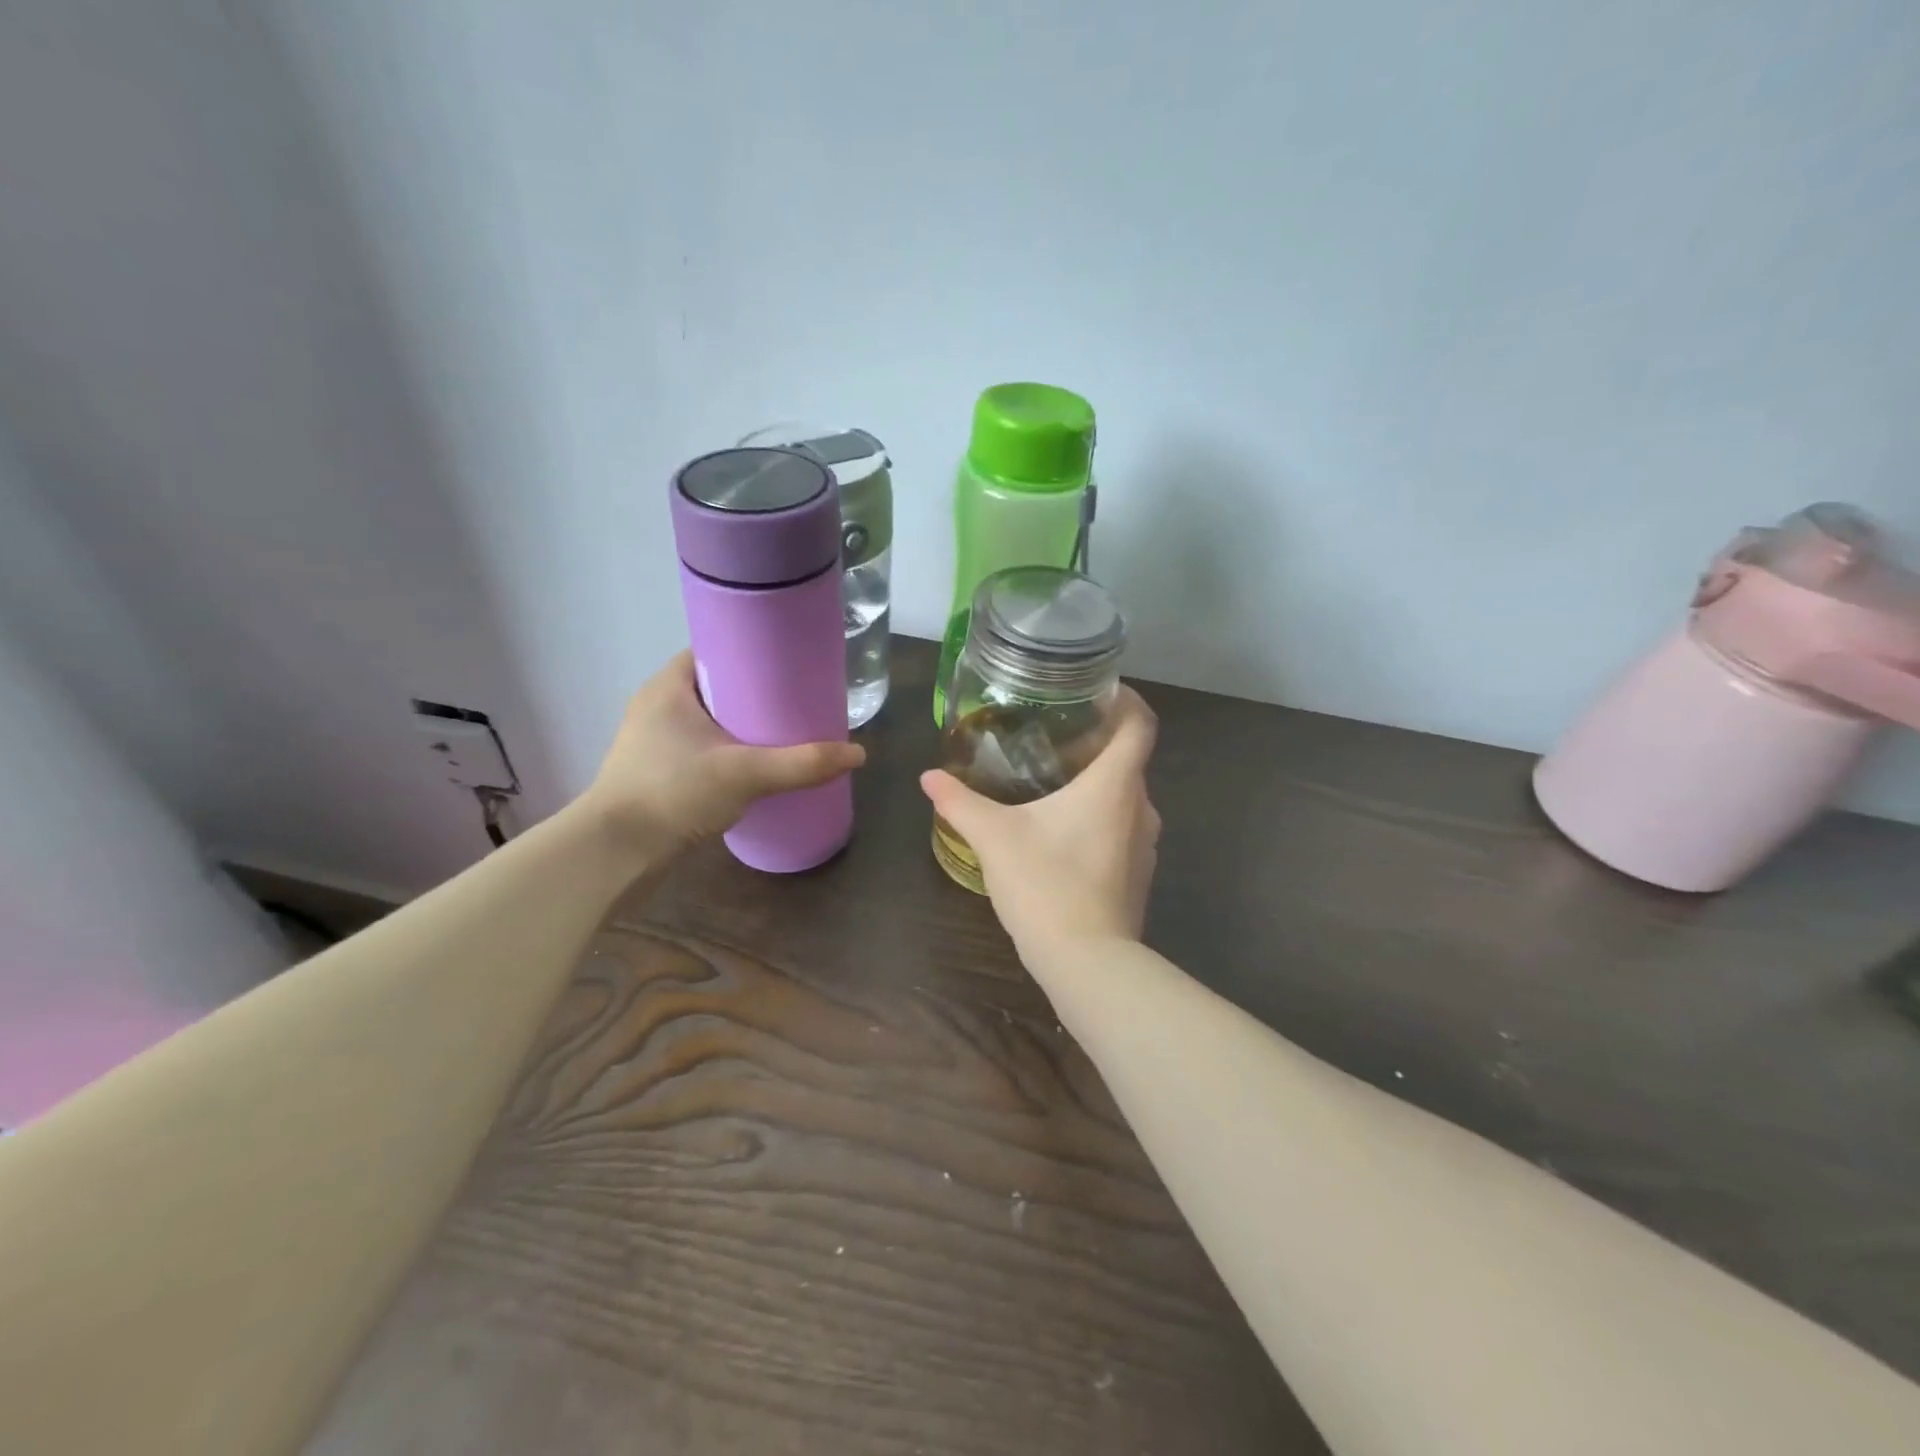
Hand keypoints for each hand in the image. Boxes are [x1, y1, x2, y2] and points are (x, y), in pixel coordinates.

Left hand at [583, 651, 864, 859]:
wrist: (616, 853)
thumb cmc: (673, 793)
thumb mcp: (745, 773)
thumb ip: (802, 763)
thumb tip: (858, 754)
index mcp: (668, 687)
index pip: (713, 651)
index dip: (751, 653)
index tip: (787, 664)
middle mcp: (656, 706)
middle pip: (715, 686)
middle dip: (753, 693)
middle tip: (795, 700)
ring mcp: (652, 741)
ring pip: (707, 720)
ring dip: (740, 724)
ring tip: (782, 731)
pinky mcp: (655, 771)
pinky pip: (699, 747)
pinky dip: (726, 749)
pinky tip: (754, 765)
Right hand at [920, 687, 1160, 960]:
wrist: (1087, 961)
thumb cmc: (1046, 883)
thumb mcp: (994, 837)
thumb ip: (960, 802)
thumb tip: (929, 777)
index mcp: (1115, 784)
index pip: (1140, 724)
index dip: (1125, 700)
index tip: (1098, 692)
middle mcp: (1141, 807)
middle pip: (1130, 759)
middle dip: (1098, 743)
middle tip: (1054, 736)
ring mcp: (1145, 844)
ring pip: (1126, 797)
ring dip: (1098, 784)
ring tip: (1054, 781)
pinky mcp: (1138, 874)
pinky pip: (1122, 829)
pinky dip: (1099, 818)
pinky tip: (1062, 832)